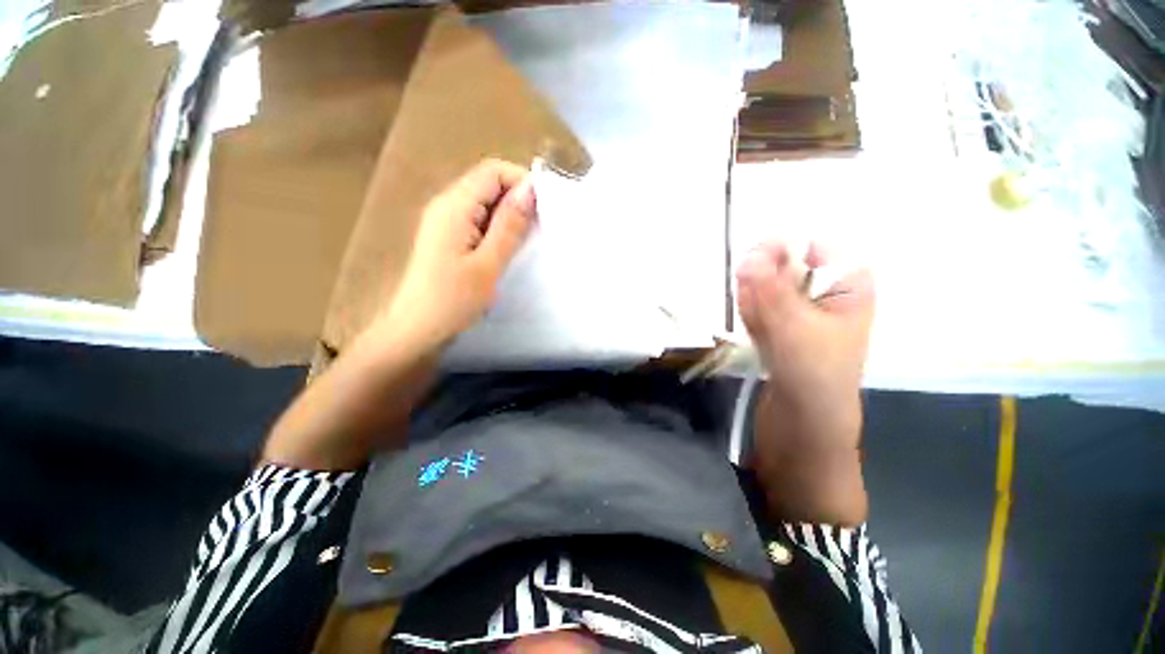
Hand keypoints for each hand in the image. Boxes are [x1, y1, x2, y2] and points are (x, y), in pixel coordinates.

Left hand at [374, 159, 536, 352]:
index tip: (545, 209)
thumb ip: (509, 225)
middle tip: (539, 229)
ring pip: (485, 203)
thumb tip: (529, 190)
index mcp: (454, 206)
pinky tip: (507, 249)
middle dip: (518, 201)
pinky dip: (498, 228)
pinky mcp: (448, 236)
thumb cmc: (453, 300)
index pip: (493, 171)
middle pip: (488, 184)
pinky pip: (478, 220)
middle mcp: (447, 205)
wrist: (417, 328)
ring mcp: (445, 221)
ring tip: (527, 241)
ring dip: (509, 216)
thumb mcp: (488, 264)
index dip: (522, 182)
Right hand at [736, 240, 873, 523]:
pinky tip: (757, 337)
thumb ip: (770, 291)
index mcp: (847, 283)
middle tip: (758, 312)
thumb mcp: (795, 330)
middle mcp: (824, 291)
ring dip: (753, 304)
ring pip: (763, 287)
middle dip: (761, 285)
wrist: (804, 428)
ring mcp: (798, 310)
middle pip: (782, 264)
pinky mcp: (779, 327)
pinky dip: (750, 316)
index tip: (752, 272)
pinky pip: (756, 306)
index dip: (778, 253)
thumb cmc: (814, 378)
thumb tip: (747, 254)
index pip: (811, 245)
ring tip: (762, 333)